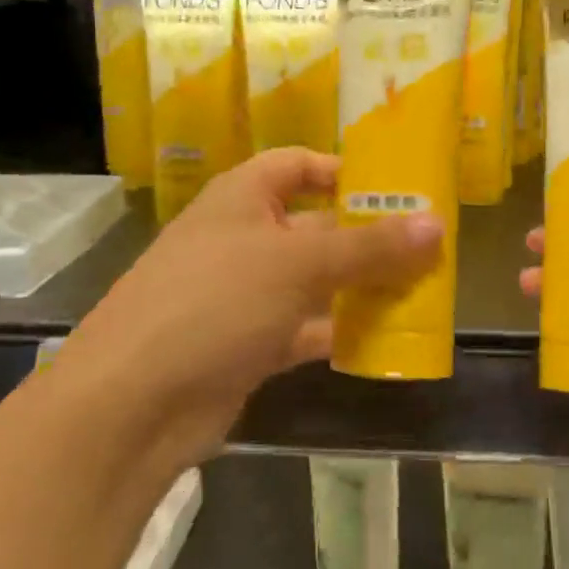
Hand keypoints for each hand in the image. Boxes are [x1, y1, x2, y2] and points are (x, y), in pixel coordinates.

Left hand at [64, 149, 440, 471]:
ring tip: (420, 291)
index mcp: (243, 197)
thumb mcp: (300, 264)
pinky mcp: (246, 344)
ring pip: (313, 280)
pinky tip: (382, 341)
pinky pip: (303, 327)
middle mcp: (242, 237)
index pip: (298, 164)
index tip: (396, 188)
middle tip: (428, 247)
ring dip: (358, 286)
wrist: (131, 404)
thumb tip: (437, 225)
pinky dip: (337, 331)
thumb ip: (370, 247)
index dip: (344, 170)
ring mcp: (242, 293)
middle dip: (366, 236)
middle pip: (315, 224)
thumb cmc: (216, 301)